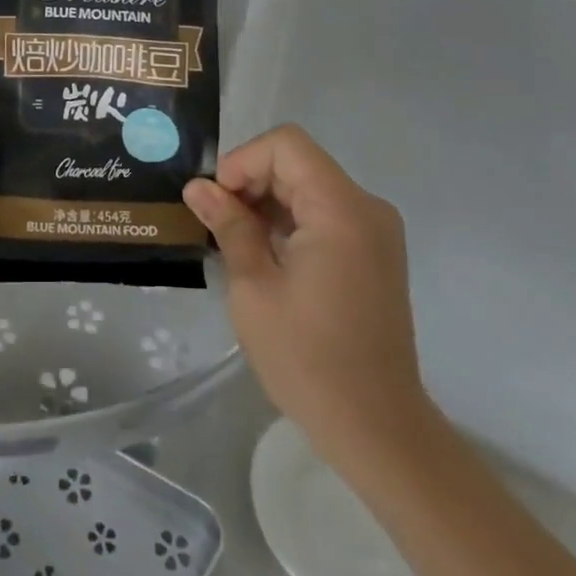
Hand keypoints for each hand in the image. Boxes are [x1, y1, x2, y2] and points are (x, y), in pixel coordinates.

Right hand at [183, 125, 431, 473]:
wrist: (377, 430)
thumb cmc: (308, 359)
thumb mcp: (254, 288)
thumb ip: (229, 226)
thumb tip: (198, 187)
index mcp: (342, 210)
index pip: (285, 145)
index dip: (243, 161)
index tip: (218, 202)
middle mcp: (366, 208)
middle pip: (298, 162)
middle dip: (251, 182)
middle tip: (217, 224)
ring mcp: (375, 232)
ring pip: (308, 186)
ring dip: (267, 202)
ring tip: (236, 242)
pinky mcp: (374, 254)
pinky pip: (324, 213)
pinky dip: (290, 220)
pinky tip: (265, 256)